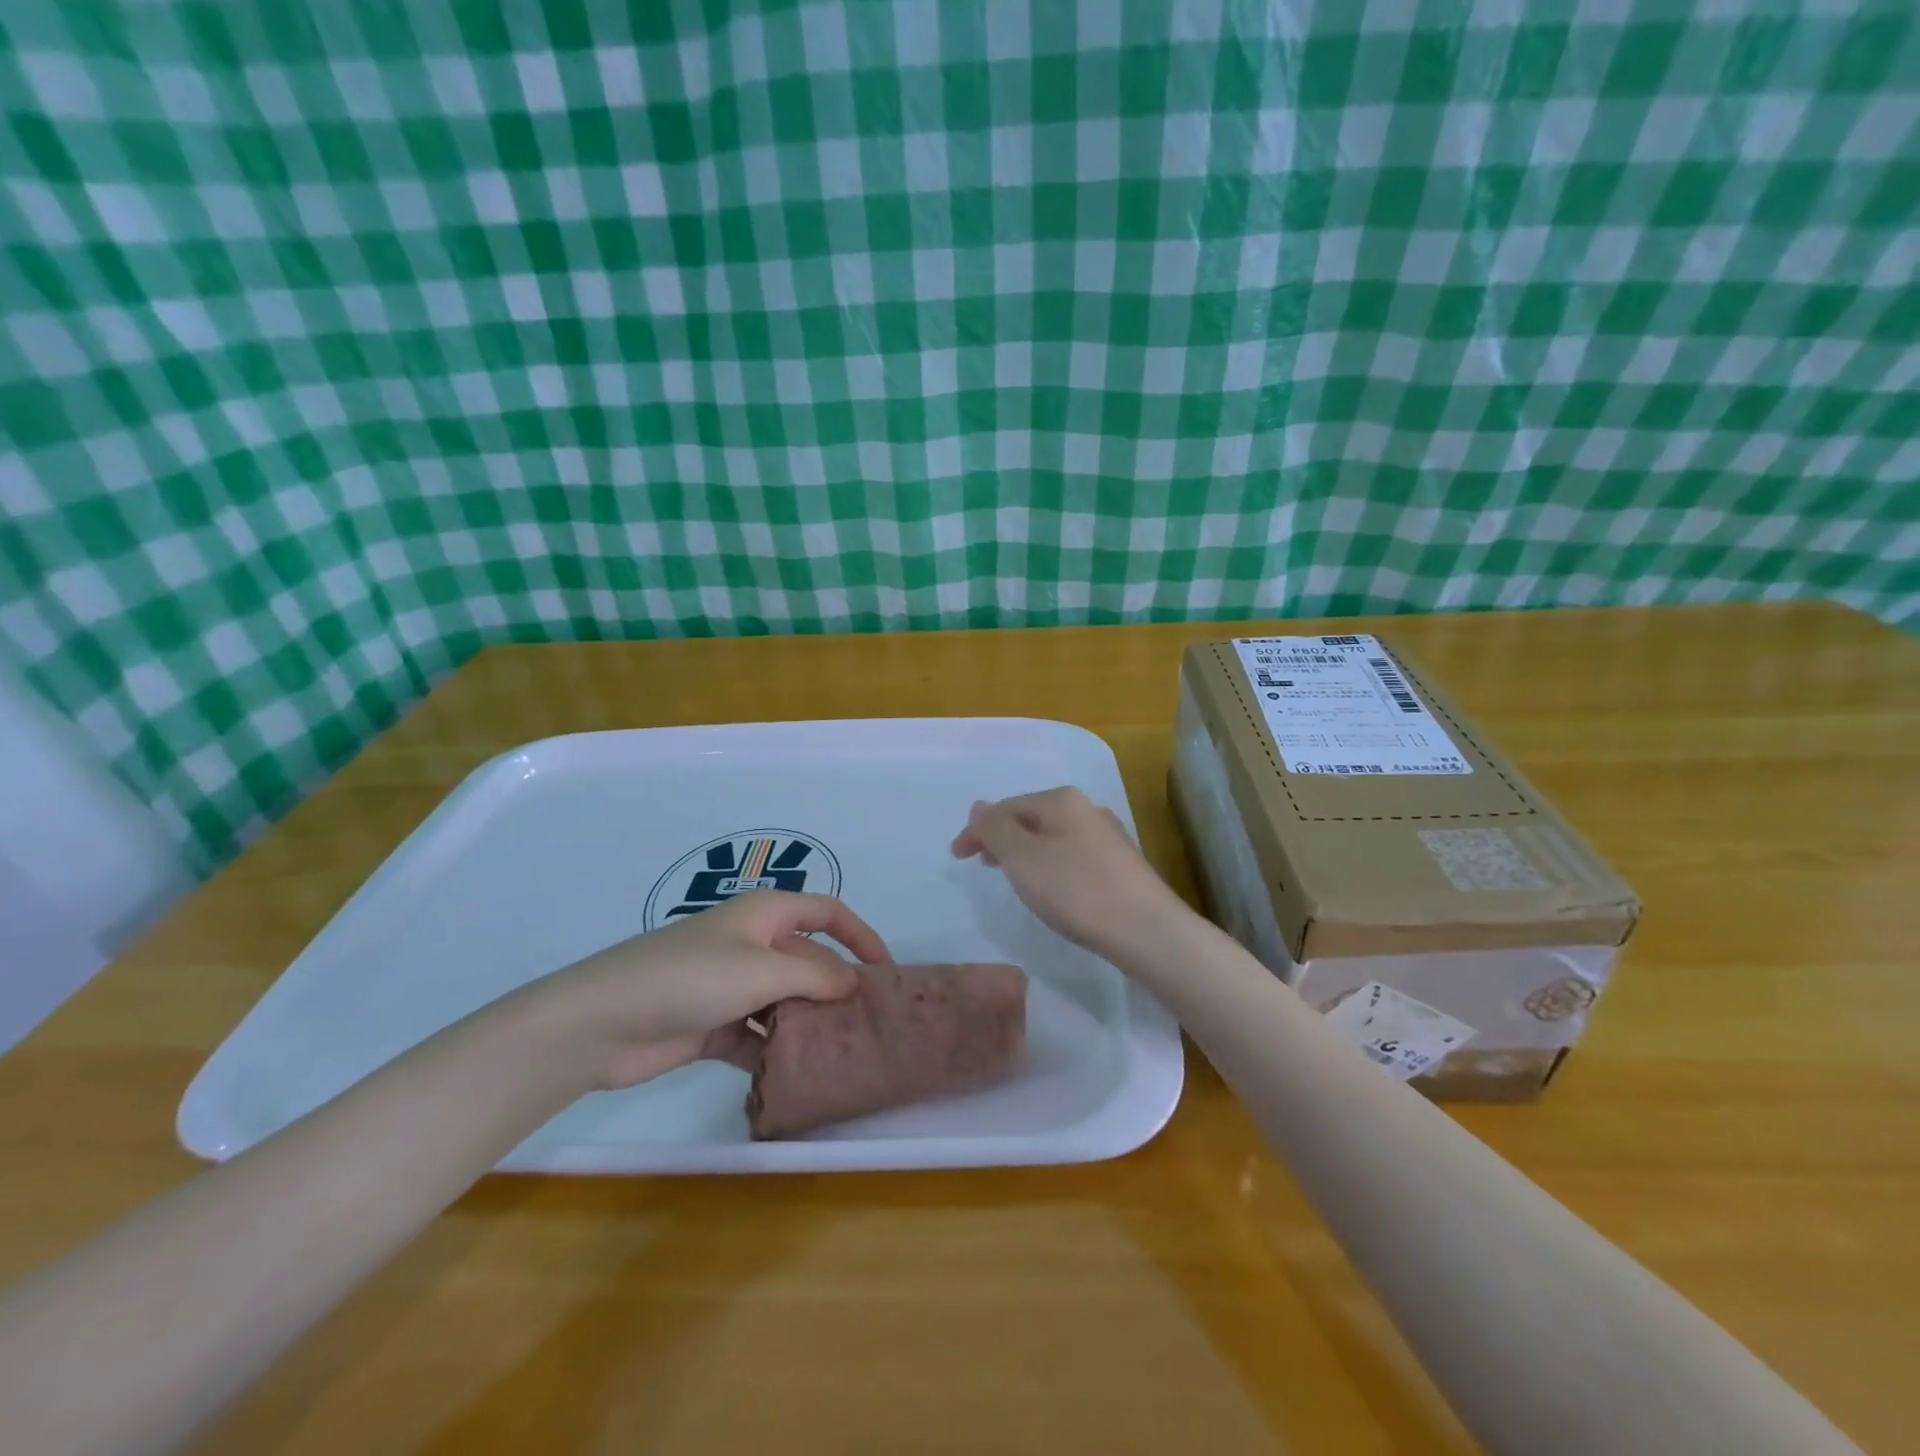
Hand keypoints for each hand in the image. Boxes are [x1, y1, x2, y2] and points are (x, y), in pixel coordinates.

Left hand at [530, 890, 887, 1089]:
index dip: (861, 935)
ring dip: (809, 1023)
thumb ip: (815, 975)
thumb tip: (853, 983)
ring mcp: (732, 986)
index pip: (828, 913)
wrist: (602, 1022)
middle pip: (809, 959)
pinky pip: (758, 1034)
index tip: (887, 971)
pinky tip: (797, 1076)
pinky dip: (775, 1051)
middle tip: (870, 1024)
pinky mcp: (714, 1025)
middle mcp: (753, 944)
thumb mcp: (762, 969)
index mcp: (766, 915)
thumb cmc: (690, 977)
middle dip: (838, 987)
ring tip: (843, 1054)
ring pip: (786, 1001)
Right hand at [951, 788, 1190, 956]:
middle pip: (1031, 818)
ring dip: (1025, 852)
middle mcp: (1087, 809)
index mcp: (1061, 800)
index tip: (957, 858)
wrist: (1146, 930)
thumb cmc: (1076, 890)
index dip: (977, 830)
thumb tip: (979, 806)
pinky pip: (1071, 856)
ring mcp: (1108, 837)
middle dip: (1002, 838)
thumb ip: (995, 829)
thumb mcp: (1022, 857)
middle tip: (982, 864)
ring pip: (1053, 837)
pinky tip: (1052, 887)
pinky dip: (1050, 865)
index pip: (1007, 807)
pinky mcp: (1120, 865)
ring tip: (1012, 876)